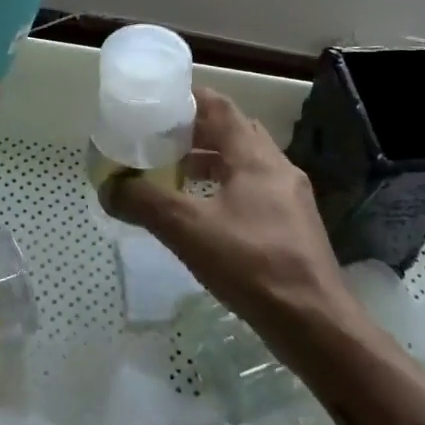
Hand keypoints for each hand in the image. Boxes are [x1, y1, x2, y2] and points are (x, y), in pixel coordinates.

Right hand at [104, 88, 345, 331]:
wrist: (316, 325)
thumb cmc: (252, 264)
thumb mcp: (188, 230)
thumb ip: (145, 203)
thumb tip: (108, 187)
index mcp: (254, 156)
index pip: (220, 107)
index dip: (189, 99)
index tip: (158, 102)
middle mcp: (277, 167)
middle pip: (233, 132)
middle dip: (196, 131)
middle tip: (159, 138)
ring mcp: (290, 197)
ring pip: (244, 164)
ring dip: (211, 162)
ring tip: (175, 173)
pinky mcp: (293, 227)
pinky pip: (253, 191)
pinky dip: (225, 189)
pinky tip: (204, 214)